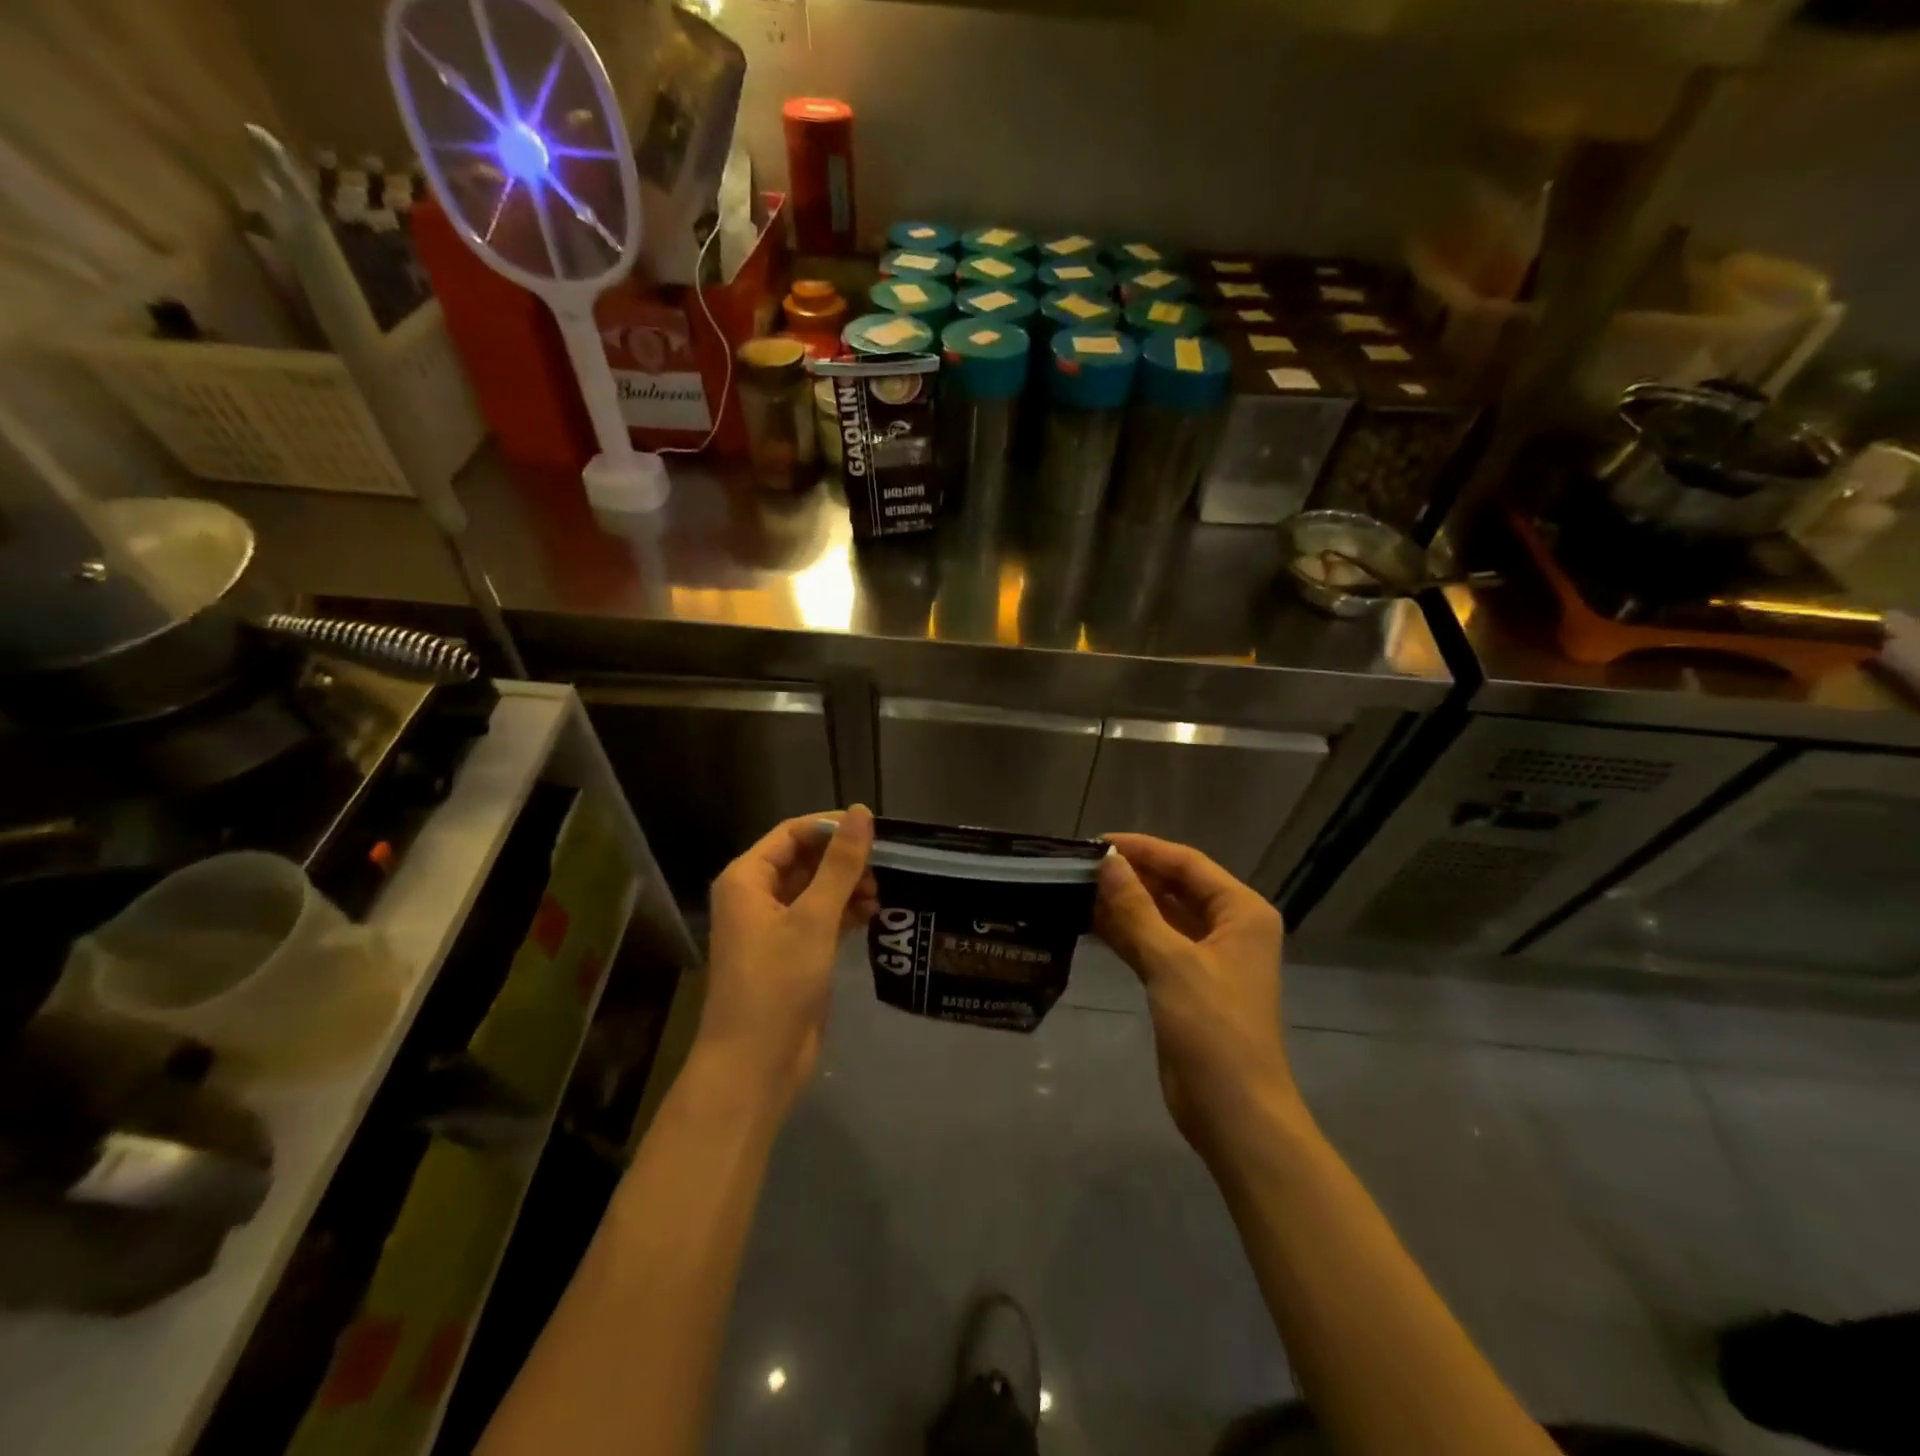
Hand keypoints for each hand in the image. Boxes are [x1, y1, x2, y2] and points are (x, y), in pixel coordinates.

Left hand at [699, 807, 876, 1115]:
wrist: (755, 1064)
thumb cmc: (777, 983)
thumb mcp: (813, 918)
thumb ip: (840, 864)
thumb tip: (862, 812)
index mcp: (747, 879)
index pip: (792, 833)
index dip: (832, 828)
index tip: (875, 833)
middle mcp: (757, 896)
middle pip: (805, 860)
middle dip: (843, 861)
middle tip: (883, 869)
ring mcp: (774, 926)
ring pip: (816, 889)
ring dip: (848, 887)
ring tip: (880, 897)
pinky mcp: (792, 952)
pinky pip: (820, 917)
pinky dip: (844, 912)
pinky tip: (872, 916)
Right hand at [1094, 834, 1296, 1154]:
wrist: (1232, 1111)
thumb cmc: (1212, 1028)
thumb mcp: (1171, 961)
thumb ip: (1136, 908)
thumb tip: (1107, 861)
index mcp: (1241, 912)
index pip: (1187, 863)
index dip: (1143, 849)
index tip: (1097, 842)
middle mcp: (1227, 927)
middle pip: (1173, 887)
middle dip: (1130, 876)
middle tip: (1080, 865)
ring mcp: (1205, 957)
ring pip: (1159, 916)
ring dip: (1123, 904)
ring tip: (1076, 888)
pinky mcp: (1184, 983)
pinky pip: (1151, 944)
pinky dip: (1124, 933)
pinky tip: (1087, 923)